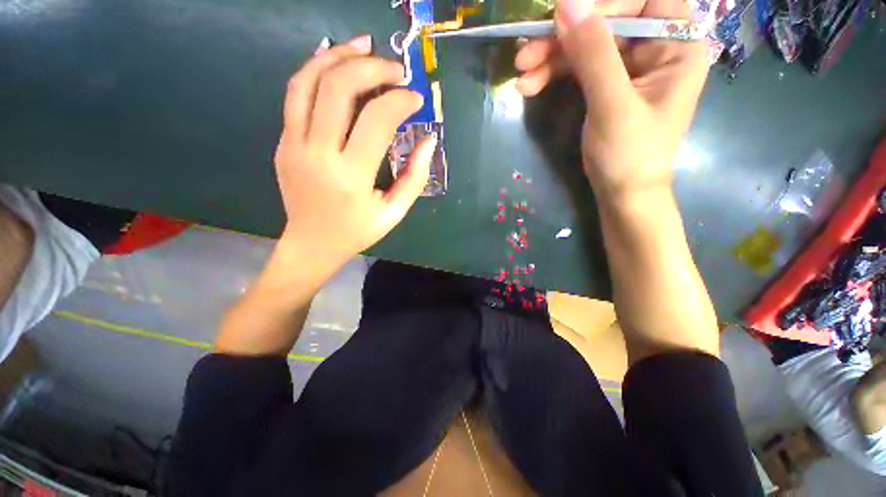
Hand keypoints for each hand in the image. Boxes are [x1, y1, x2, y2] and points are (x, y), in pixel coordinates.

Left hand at [274, 35, 436, 268]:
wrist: (311, 244)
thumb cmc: (358, 231)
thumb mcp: (395, 212)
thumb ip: (415, 177)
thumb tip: (428, 140)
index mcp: (351, 176)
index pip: (376, 120)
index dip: (400, 100)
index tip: (415, 99)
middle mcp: (317, 153)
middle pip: (338, 88)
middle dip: (371, 68)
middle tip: (395, 69)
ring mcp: (293, 144)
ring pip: (308, 81)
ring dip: (338, 56)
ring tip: (364, 45)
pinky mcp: (283, 141)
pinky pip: (295, 94)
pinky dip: (314, 69)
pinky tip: (333, 58)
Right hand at [515, 0, 708, 198]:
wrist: (622, 193)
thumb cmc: (629, 155)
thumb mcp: (613, 105)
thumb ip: (593, 54)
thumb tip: (566, 2)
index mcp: (676, 44)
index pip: (642, 0)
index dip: (603, 4)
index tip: (561, 18)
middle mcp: (655, 47)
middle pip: (607, 22)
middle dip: (563, 37)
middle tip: (524, 55)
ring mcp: (628, 66)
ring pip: (586, 45)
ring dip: (550, 58)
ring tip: (521, 75)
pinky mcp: (607, 84)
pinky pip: (578, 68)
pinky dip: (553, 74)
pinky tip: (530, 86)